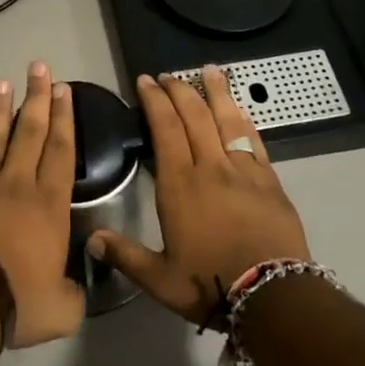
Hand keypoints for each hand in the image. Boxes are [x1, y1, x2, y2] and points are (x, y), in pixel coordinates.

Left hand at [0, 62, 84, 347]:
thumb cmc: (19, 301)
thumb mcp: (62, 309)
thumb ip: (74, 293)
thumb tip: (77, 289)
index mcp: (49, 204)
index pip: (61, 150)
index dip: (64, 118)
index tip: (63, 90)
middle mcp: (16, 184)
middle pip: (30, 132)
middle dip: (36, 98)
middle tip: (38, 67)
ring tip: (1, 81)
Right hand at [89, 68, 310, 324]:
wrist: (273, 295)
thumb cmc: (210, 284)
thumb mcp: (160, 279)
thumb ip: (125, 255)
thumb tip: (91, 239)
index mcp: (180, 185)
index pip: (165, 129)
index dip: (155, 101)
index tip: (146, 81)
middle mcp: (210, 167)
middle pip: (194, 116)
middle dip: (179, 90)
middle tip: (168, 75)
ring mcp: (243, 170)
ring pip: (226, 120)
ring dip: (216, 92)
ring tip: (210, 70)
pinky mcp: (269, 180)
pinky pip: (253, 139)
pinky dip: (243, 119)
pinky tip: (239, 109)